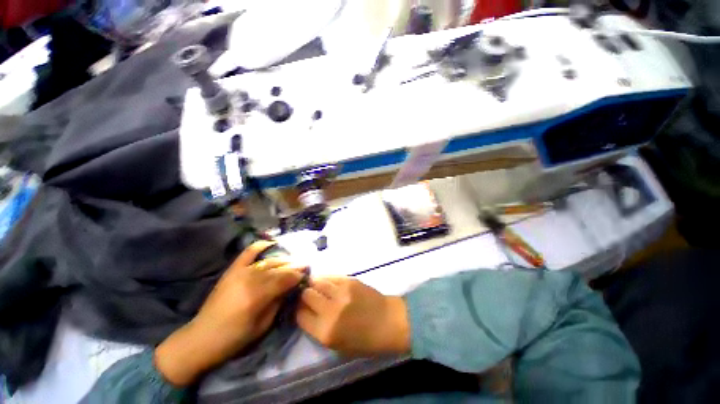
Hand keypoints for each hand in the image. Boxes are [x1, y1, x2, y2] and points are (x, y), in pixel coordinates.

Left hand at [155, 241, 305, 385]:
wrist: (201, 338)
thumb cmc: (235, 338)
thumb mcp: (263, 325)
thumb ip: (279, 302)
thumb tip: (291, 287)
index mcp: (258, 295)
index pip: (286, 278)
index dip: (299, 275)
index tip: (308, 273)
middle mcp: (250, 279)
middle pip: (279, 268)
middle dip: (294, 266)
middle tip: (305, 265)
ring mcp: (240, 272)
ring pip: (268, 261)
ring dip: (283, 260)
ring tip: (293, 261)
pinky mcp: (232, 270)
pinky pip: (248, 253)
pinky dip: (259, 246)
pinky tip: (270, 242)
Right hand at [296, 277, 409, 355]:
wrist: (389, 321)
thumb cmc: (365, 341)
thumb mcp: (337, 346)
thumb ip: (318, 330)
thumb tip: (306, 312)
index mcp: (326, 332)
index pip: (300, 315)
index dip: (297, 311)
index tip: (299, 308)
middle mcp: (331, 310)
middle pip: (306, 295)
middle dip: (303, 295)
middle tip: (306, 296)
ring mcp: (341, 292)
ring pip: (317, 282)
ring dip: (313, 284)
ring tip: (313, 286)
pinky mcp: (350, 280)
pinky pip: (331, 276)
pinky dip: (325, 278)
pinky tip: (325, 281)